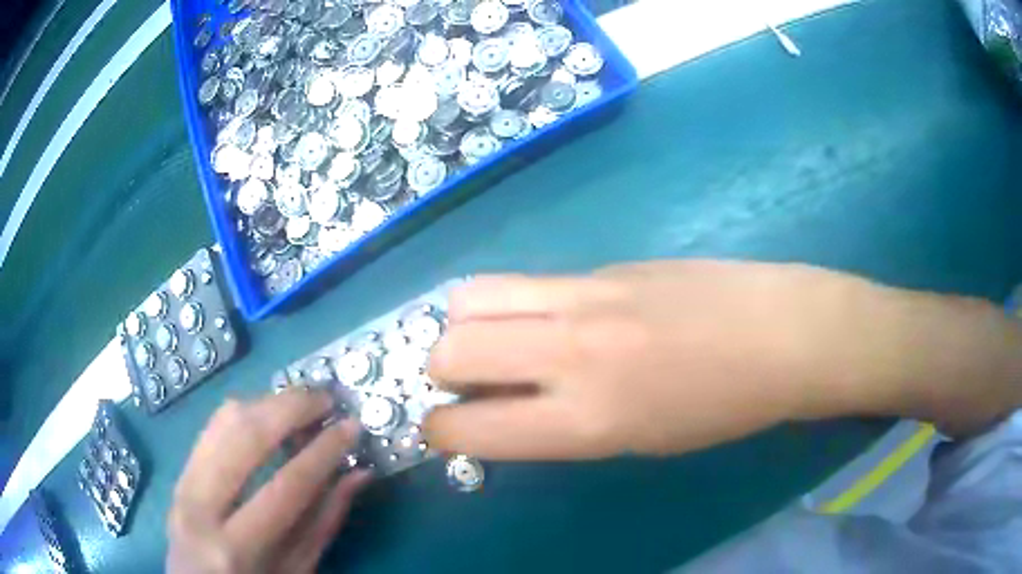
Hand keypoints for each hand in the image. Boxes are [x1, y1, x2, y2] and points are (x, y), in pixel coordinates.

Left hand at [167, 390, 370, 573]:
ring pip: (225, 420)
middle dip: (292, 408)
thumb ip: (323, 523)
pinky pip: (213, 426)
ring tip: (303, 402)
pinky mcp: (179, 469)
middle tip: (327, 399)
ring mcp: (183, 482)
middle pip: (246, 436)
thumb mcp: (296, 571)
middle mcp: (201, 505)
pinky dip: (247, 412)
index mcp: (236, 547)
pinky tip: (270, 414)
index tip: (351, 425)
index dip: (324, 451)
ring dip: (269, 402)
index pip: (286, 486)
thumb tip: (358, 473)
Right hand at [425, 260, 900, 458]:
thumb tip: (506, 408)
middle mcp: (570, 352)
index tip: (444, 430)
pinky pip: (527, 282)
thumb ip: (560, 422)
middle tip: (467, 383)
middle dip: (439, 371)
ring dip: (463, 325)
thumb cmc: (721, 408)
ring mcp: (584, 296)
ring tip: (492, 341)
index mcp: (585, 420)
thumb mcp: (636, 440)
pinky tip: (545, 319)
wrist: (782, 334)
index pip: (468, 427)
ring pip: (471, 296)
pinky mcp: (602, 264)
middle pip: (450, 348)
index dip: (439, 432)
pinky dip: (511, 305)